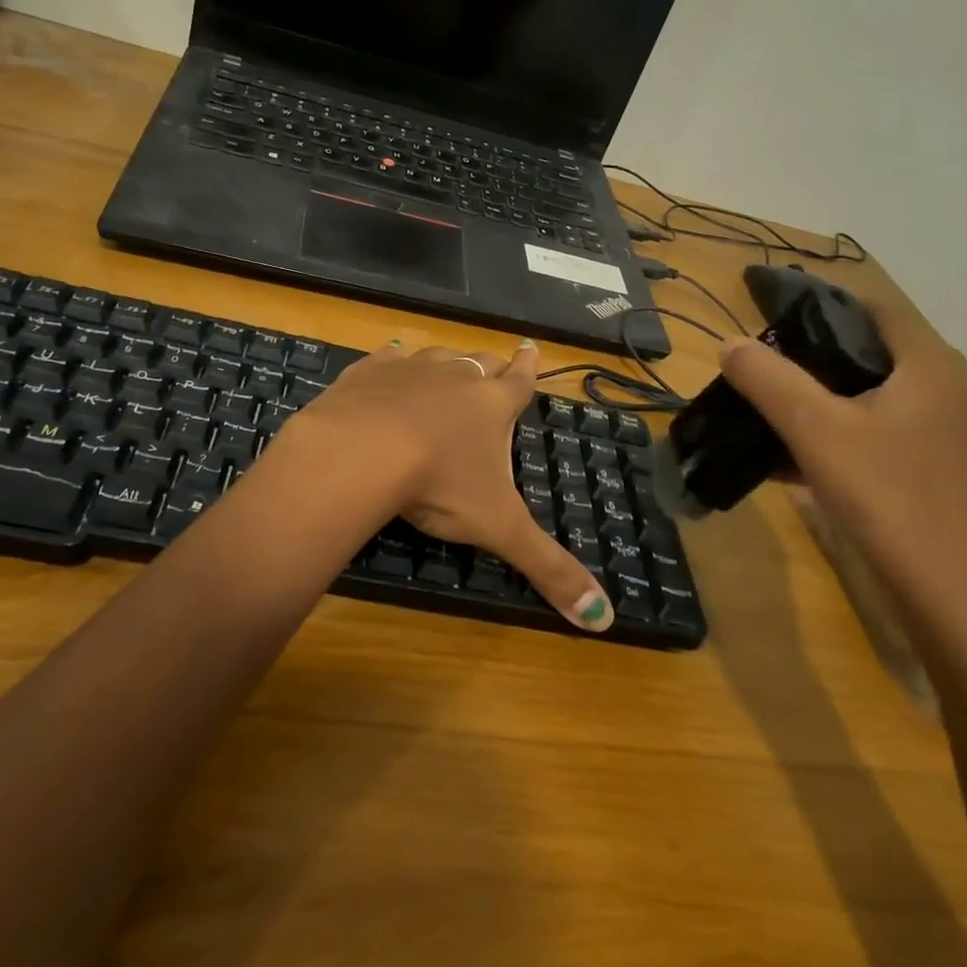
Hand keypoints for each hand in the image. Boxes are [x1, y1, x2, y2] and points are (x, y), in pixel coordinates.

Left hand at [283, 340, 614, 631]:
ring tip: (447, 369)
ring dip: (446, 364)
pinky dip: (393, 362)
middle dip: (491, 366)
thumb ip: (549, 568)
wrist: (361, 451)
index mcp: (492, 405)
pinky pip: (386, 359)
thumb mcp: (499, 528)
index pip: (521, 380)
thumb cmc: (440, 484)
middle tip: (495, 367)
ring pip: (437, 356)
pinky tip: (389, 361)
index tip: (530, 346)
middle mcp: (456, 376)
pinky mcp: (368, 372)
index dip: (529, 366)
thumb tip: (605, 620)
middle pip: (481, 363)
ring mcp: (410, 369)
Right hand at [715, 292, 966, 619]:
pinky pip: (873, 439)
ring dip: (817, 404)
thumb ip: (768, 379)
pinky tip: (787, 465)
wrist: (955, 603)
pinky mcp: (932, 475)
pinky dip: (833, 440)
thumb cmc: (889, 498)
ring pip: (867, 401)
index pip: (875, 310)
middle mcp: (944, 394)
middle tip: (759, 371)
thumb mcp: (815, 430)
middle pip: (867, 356)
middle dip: (809, 360)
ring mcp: (942, 438)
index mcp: (929, 368)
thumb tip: (730, 342)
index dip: (823, 306)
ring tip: (764, 415)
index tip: (772, 320)